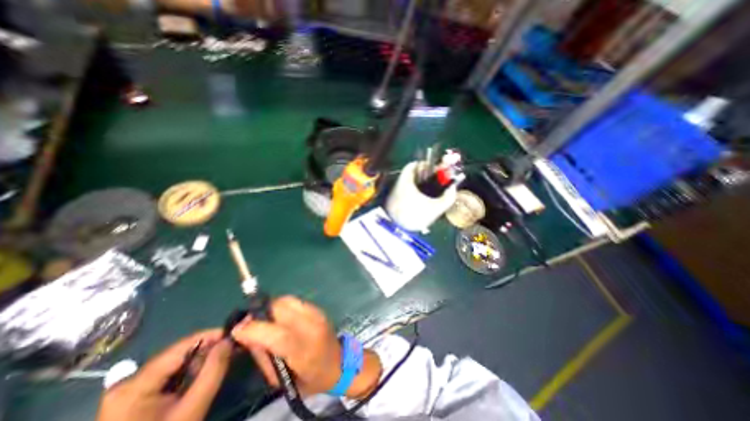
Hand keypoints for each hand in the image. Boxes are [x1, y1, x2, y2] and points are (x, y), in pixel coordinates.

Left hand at [96, 330, 230, 420]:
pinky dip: (189, 373)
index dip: (212, 335)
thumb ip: (213, 370)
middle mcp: (128, 382)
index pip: (182, 346)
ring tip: (221, 361)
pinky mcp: (133, 399)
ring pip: (175, 364)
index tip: (235, 332)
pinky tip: (203, 375)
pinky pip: (168, 375)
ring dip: (200, 361)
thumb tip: (230, 339)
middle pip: (178, 354)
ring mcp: (128, 391)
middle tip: (232, 349)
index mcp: (136, 384)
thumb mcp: (193, 408)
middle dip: (208, 350)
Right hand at [230, 296, 382, 396]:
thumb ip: (264, 357)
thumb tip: (247, 336)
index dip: (255, 330)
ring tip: (263, 319)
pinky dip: (282, 305)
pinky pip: (296, 301)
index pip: (279, 335)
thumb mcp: (282, 380)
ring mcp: (318, 314)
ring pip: (288, 300)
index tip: (237, 330)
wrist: (339, 362)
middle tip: (249, 323)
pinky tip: (278, 316)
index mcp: (305, 351)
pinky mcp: (319, 308)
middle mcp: (313, 327)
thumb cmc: (310, 378)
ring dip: (271, 307)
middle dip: (261, 313)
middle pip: (283, 309)